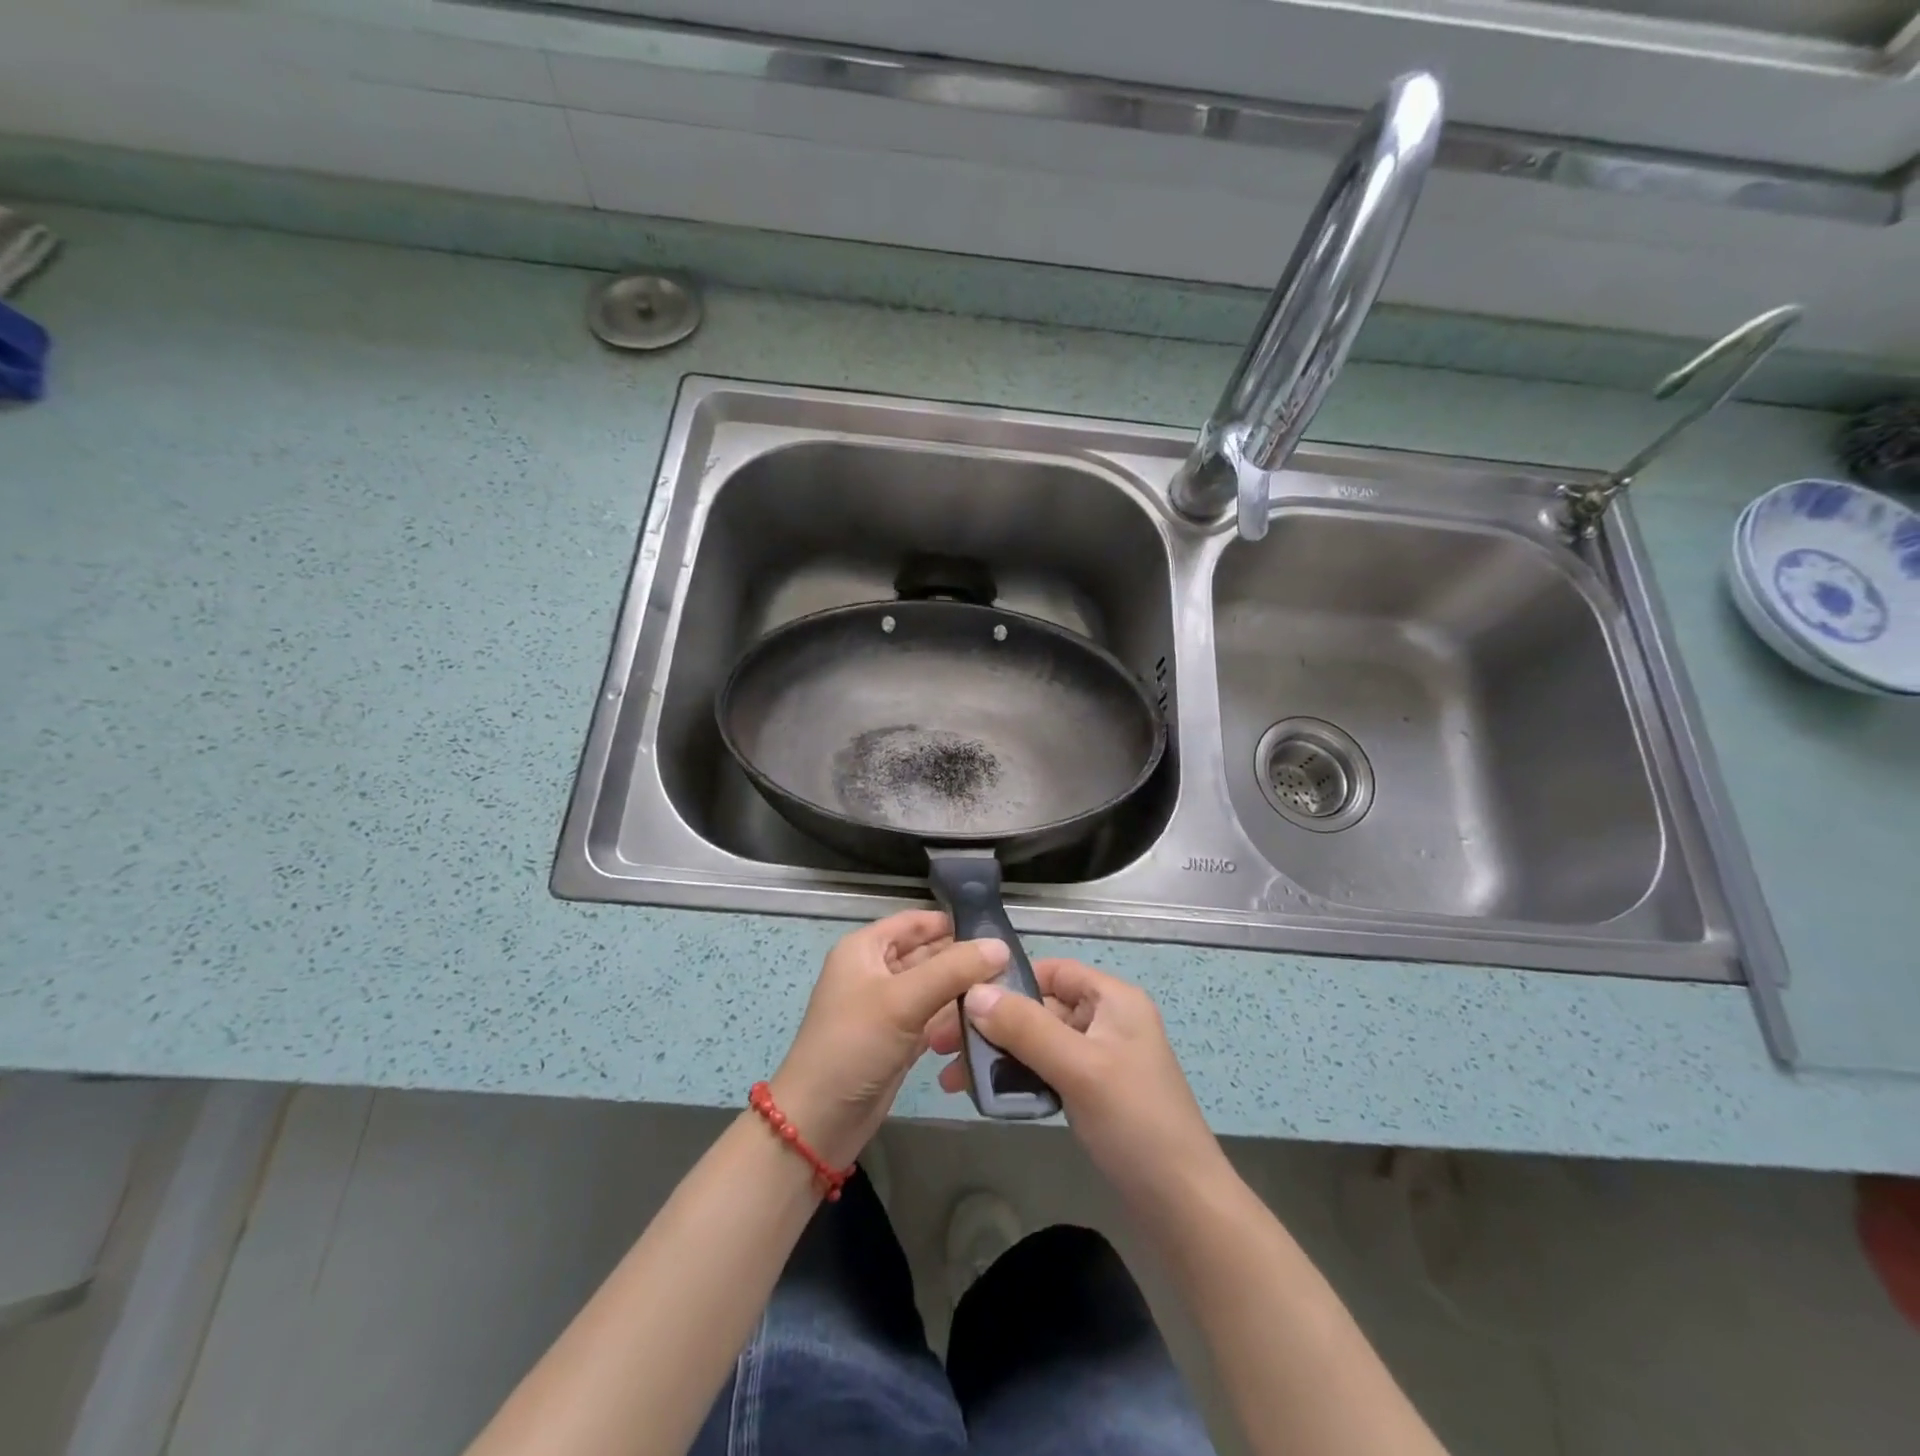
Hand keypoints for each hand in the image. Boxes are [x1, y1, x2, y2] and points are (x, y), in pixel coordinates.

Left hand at [771, 911, 1009, 1169]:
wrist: (819, 1122)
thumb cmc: (854, 1045)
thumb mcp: (903, 1000)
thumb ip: (953, 970)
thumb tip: (1001, 946)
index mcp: (865, 949)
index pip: (915, 922)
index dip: (952, 922)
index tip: (996, 931)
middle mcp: (876, 972)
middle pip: (928, 954)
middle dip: (964, 959)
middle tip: (1011, 966)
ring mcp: (888, 1008)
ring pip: (934, 988)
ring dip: (964, 992)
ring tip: (1006, 994)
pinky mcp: (899, 1040)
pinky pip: (934, 1019)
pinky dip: (955, 1020)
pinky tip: (986, 1023)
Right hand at [930, 959, 1228, 1206]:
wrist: (1183, 1209)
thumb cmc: (1135, 1123)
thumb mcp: (1079, 1068)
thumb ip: (1026, 1027)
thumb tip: (972, 992)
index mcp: (1114, 1000)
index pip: (1054, 970)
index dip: (1010, 979)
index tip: (963, 998)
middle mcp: (1106, 1022)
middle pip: (1040, 1008)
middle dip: (993, 1024)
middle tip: (943, 1045)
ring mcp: (1100, 1060)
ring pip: (1038, 1043)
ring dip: (998, 1055)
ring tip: (952, 1078)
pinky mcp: (1092, 1095)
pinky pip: (1046, 1073)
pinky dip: (1016, 1080)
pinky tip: (984, 1095)